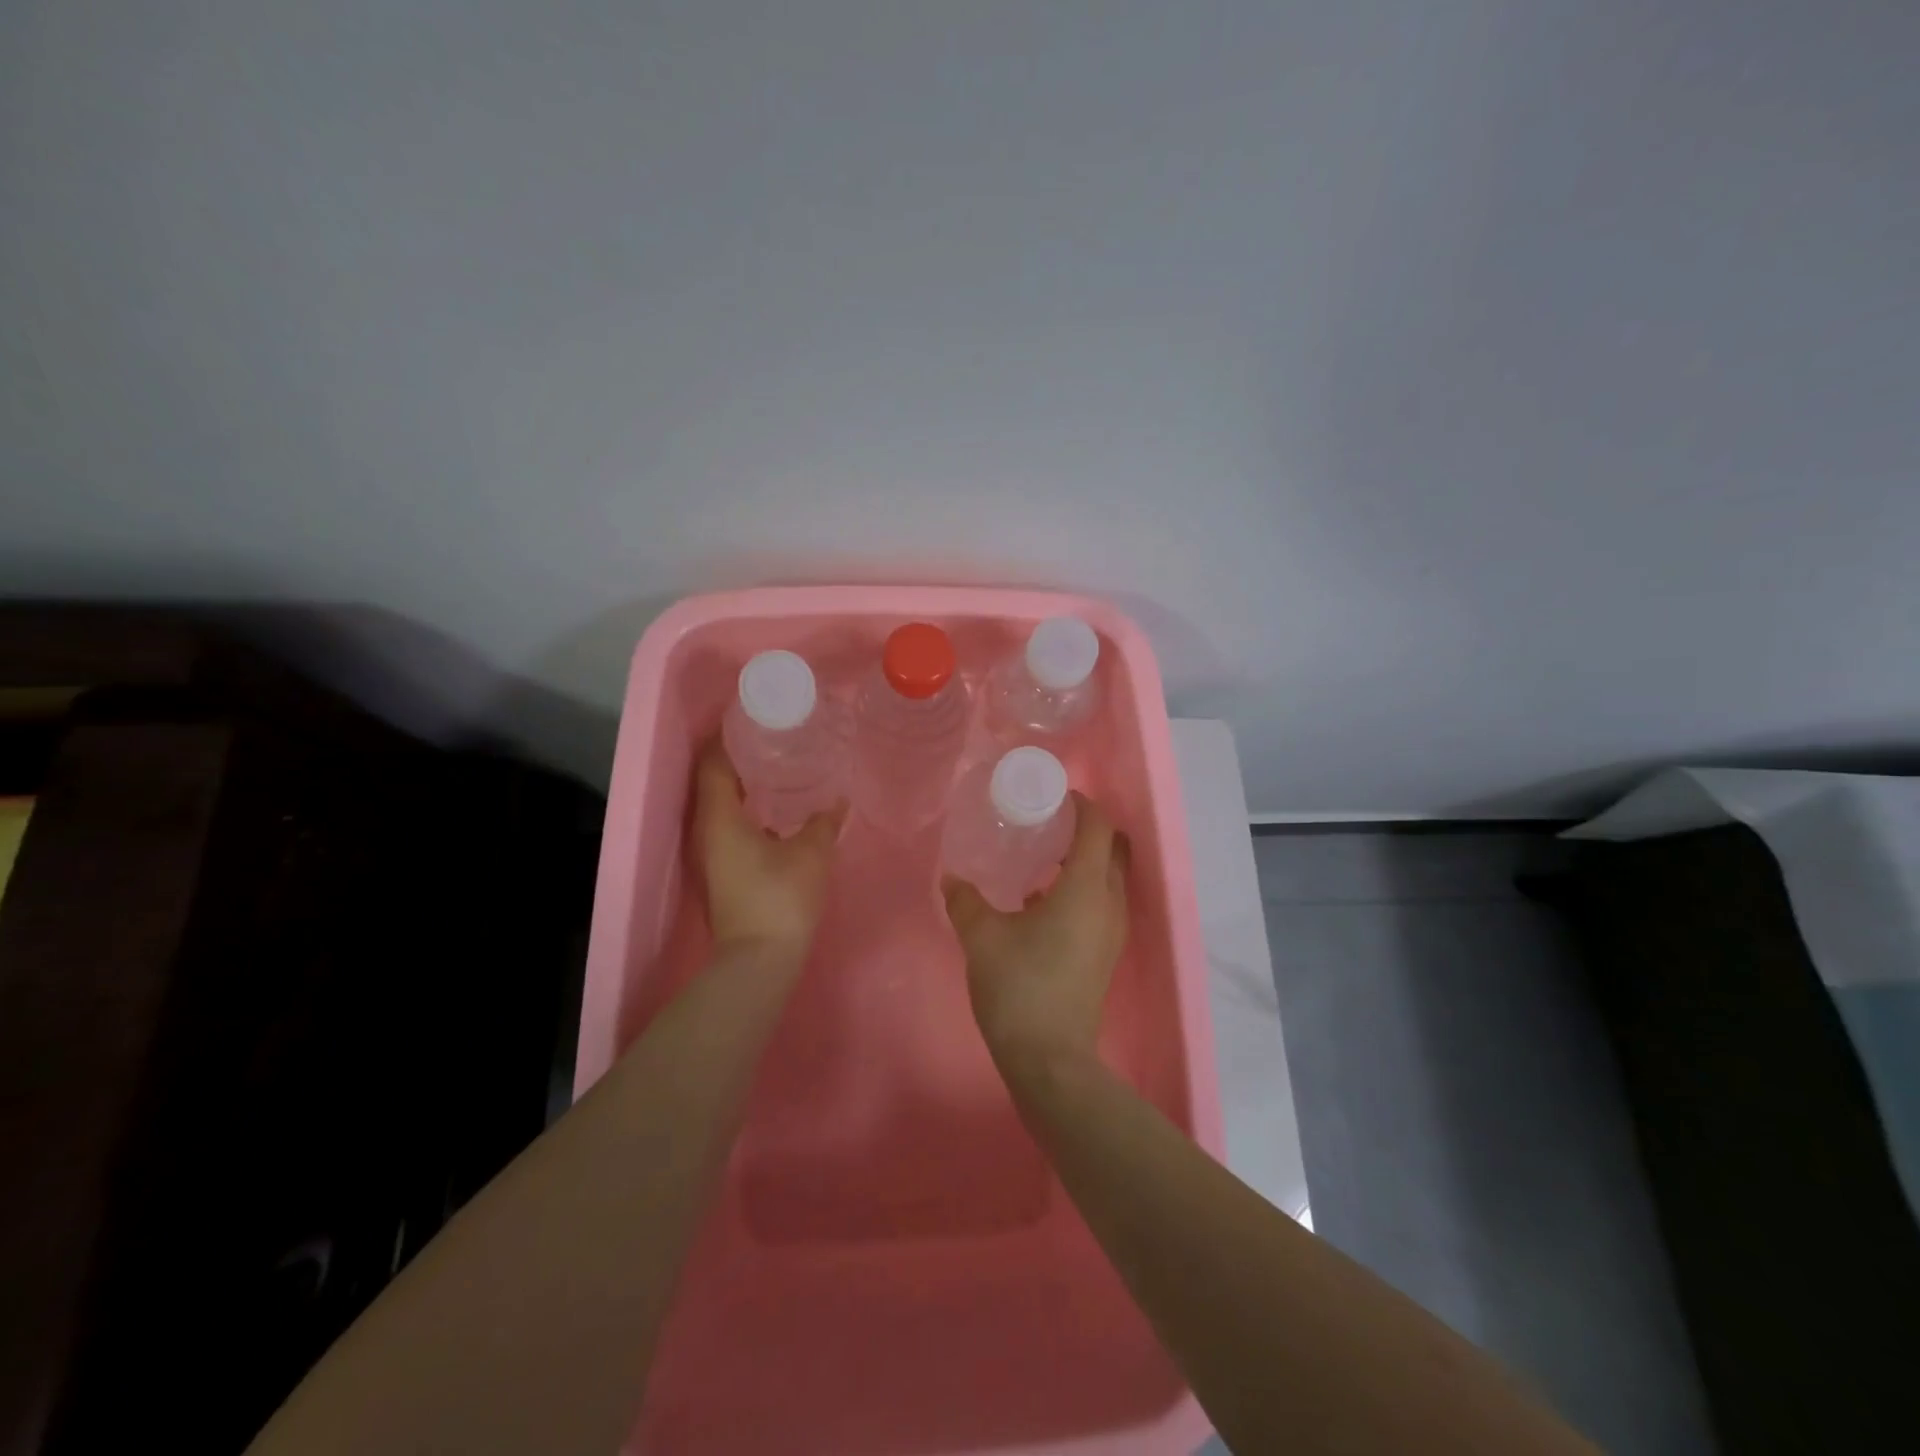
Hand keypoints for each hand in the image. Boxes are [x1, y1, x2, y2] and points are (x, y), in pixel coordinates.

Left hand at [692, 738, 843, 965]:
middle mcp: (708, 830)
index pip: (714, 763)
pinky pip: (731, 824)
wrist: (760, 960)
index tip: (753, 719)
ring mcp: (713, 853)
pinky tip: (777, 808)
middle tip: (772, 737)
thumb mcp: (811, 854)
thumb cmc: (781, 898)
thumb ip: (823, 822)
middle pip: (715, 781)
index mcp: (720, 818)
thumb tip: (838, 801)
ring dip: (744, 784)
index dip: (728, 738)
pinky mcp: (724, 869)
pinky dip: (748, 808)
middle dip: (740, 757)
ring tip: (777, 765)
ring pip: (723, 804)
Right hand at [942, 793, 1129, 1071]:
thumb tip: (952, 878)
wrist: (1050, 1060)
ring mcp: (1113, 931)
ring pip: (1109, 877)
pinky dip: (1081, 888)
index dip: (1081, 804)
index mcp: (1085, 888)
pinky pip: (1102, 902)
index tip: (1052, 797)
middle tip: (1048, 824)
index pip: (1097, 827)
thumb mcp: (982, 938)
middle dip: (1086, 829)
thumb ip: (965, 901)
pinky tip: (1040, 903)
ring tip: (1041, 860)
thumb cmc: (1019, 988)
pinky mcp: (1106, 953)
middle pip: (1113, 848)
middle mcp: (1109, 903)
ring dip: (1084, 860)